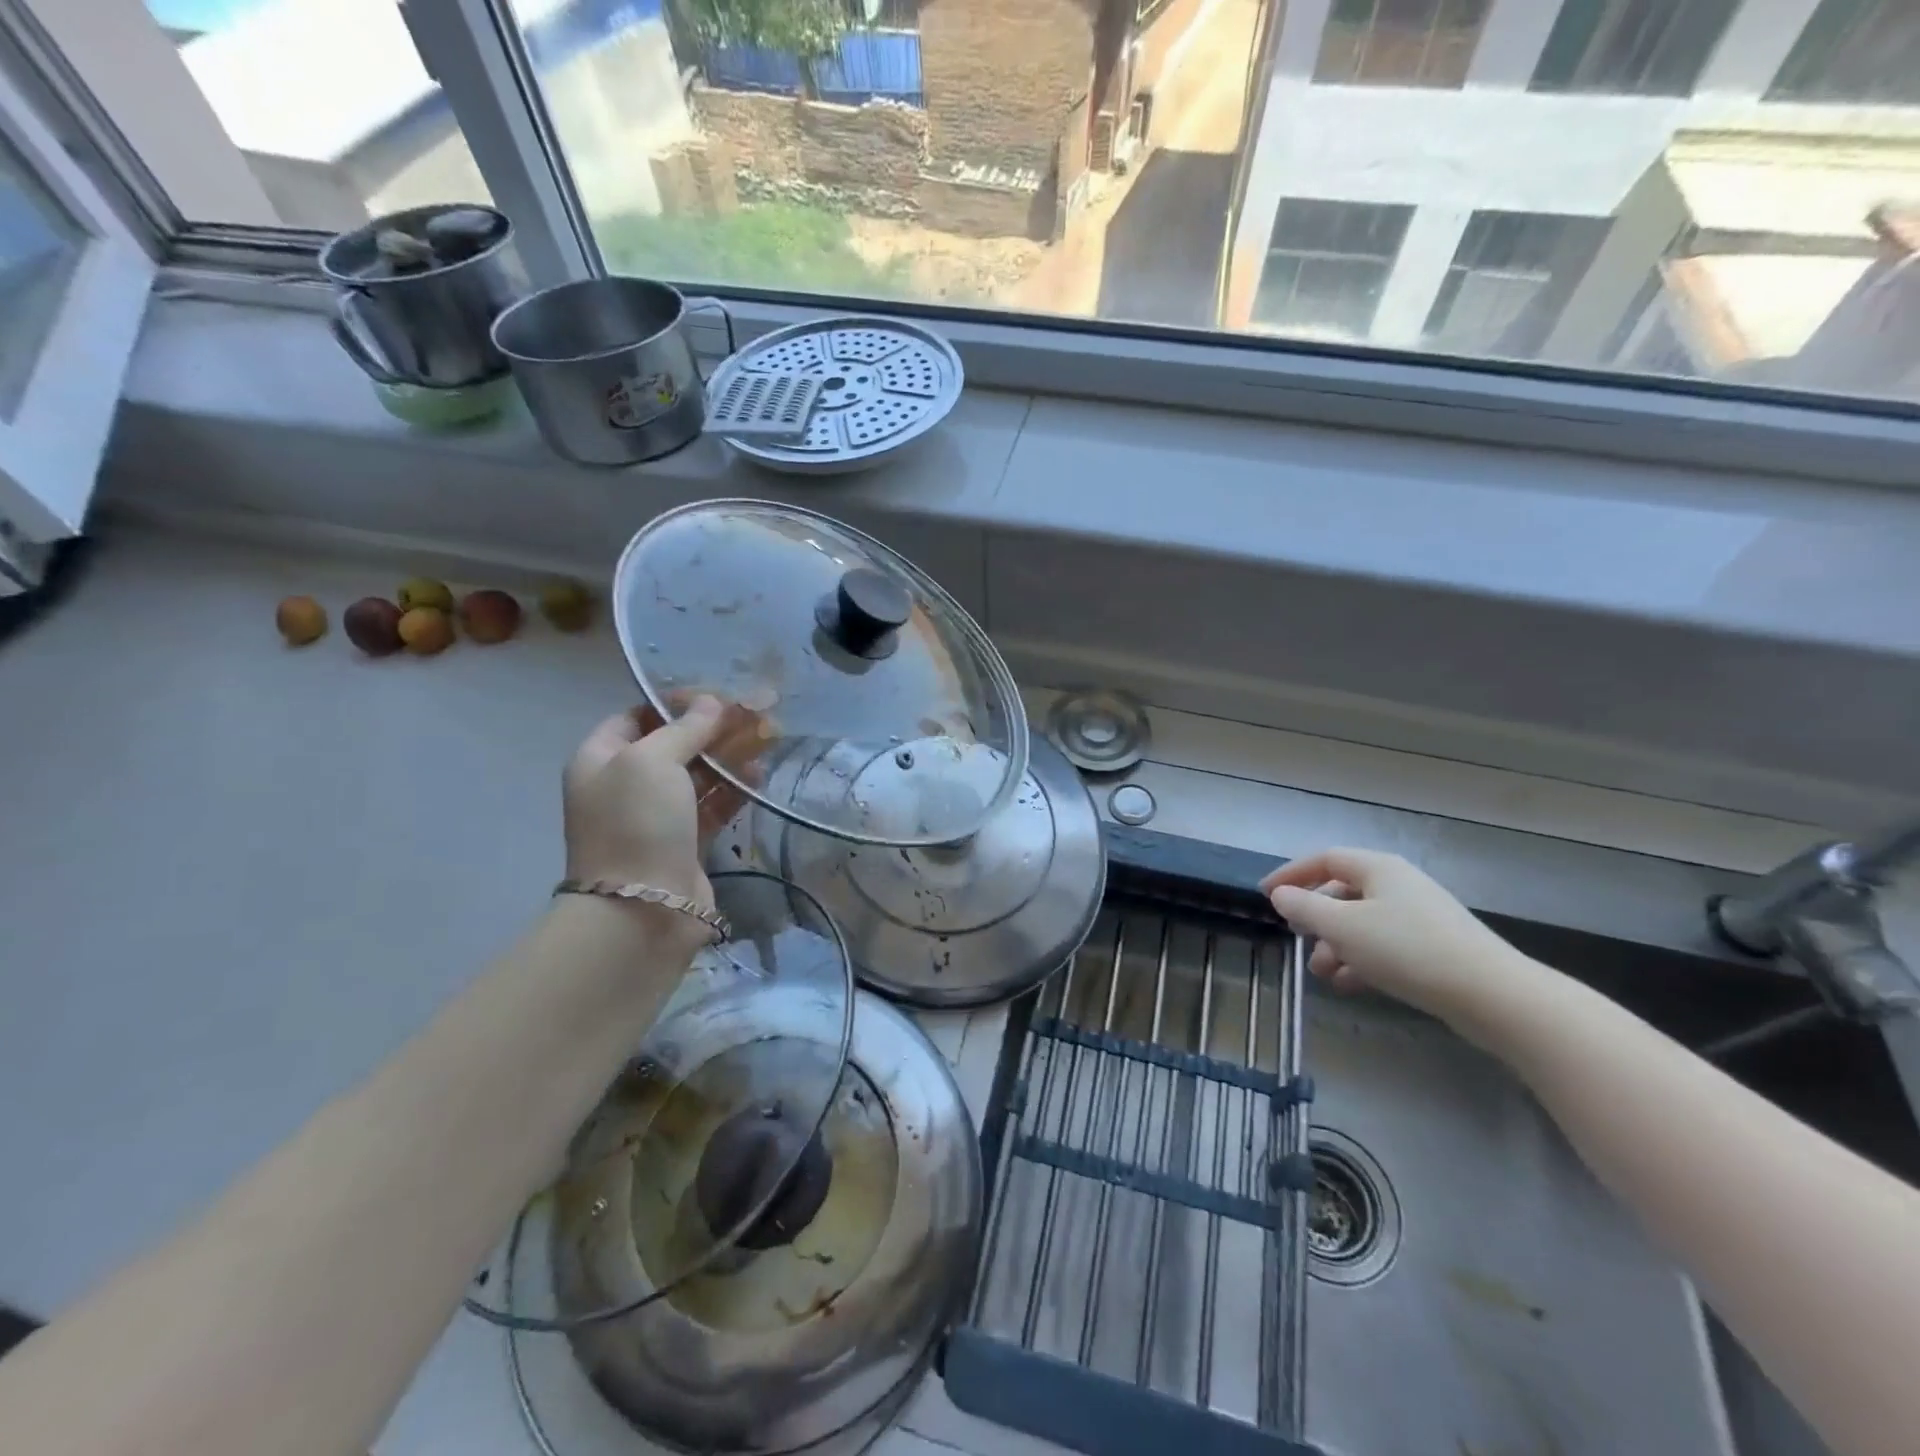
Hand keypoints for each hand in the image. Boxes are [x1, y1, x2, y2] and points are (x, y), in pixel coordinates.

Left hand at [562, 696, 764, 919]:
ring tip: (768, 737)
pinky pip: (713, 805)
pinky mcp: (687, 842)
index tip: (717, 696)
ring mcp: (657, 816)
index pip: (638, 716)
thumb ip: (684, 728)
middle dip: (715, 727)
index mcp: (601, 759)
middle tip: (756, 713)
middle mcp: (627, 784)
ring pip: (699, 774)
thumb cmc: (636, 823)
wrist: (642, 909)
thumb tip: (712, 703)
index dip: (676, 703)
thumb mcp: (651, 761)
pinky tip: (760, 774)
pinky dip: (735, 788)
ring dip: (731, 755)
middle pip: (675, 744)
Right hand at [1261, 848, 1538, 1031]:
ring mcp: (1420, 917)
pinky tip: (1349, 985)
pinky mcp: (1435, 949)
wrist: (1493, 996)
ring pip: (1363, 923)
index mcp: (1378, 869)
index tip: (1266, 894)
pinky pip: (1385, 946)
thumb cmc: (1407, 950)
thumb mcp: (1343, 927)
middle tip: (1296, 937)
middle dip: (1315, 917)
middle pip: (1343, 891)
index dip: (1292, 874)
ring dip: (1335, 945)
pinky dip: (1362, 961)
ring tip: (1321, 973)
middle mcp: (1399, 885)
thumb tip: (1281, 895)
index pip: (1324, 859)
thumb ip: (1305, 907)